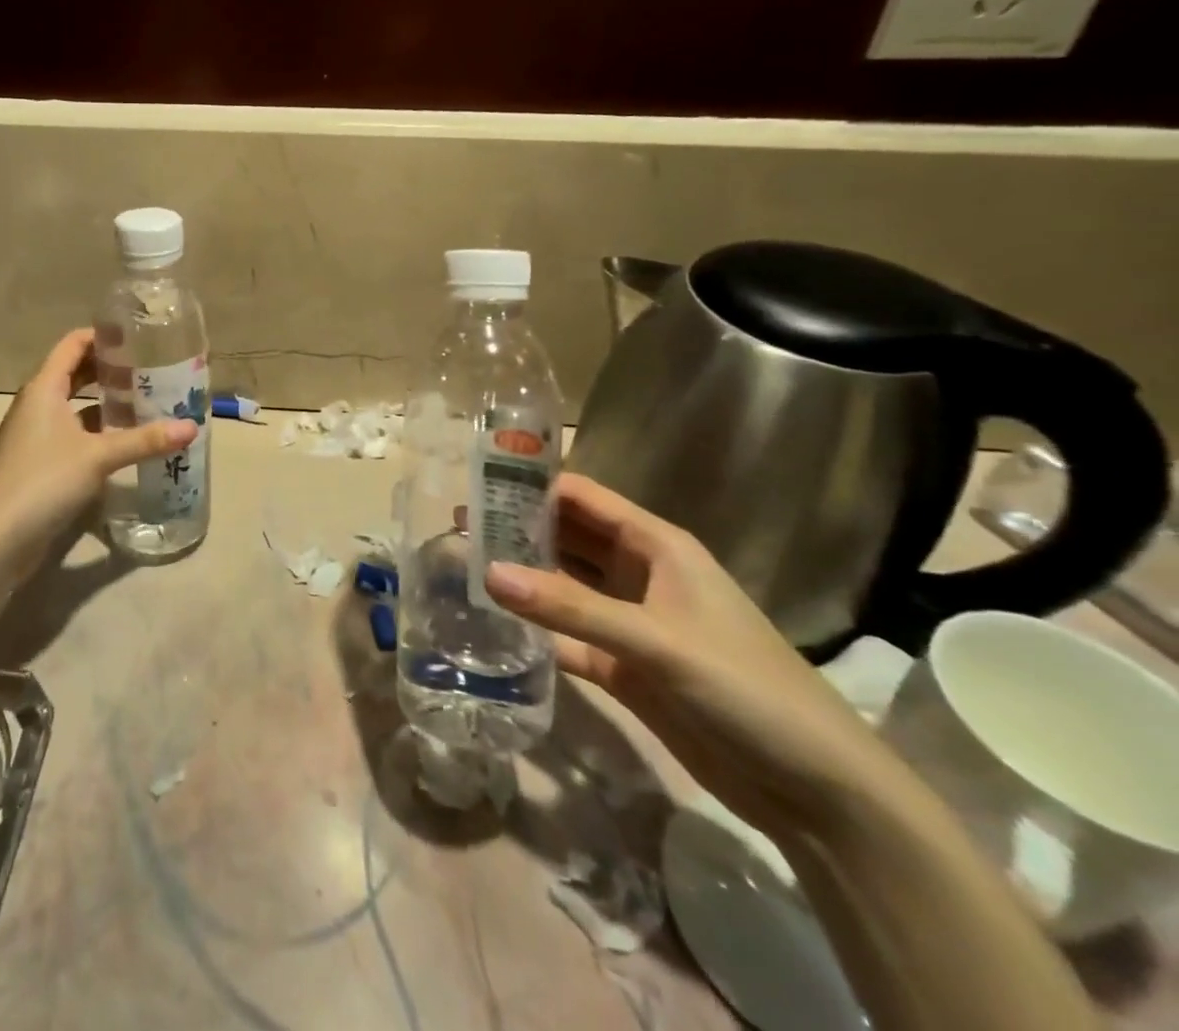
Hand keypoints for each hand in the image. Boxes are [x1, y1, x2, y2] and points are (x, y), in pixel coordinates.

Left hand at [0, 328, 195, 580]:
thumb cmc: (41, 481)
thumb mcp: (97, 456)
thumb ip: (144, 440)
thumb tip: (192, 427)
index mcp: (44, 388)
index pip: (73, 344)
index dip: (103, 336)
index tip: (140, 336)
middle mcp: (38, 406)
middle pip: (76, 374)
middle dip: (112, 370)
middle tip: (152, 369)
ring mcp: (37, 437)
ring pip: (77, 407)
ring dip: (108, 403)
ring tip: (149, 402)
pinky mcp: (42, 465)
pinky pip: (76, 436)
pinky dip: (100, 433)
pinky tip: (128, 442)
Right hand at [485, 474, 894, 838]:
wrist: (815, 790)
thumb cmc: (745, 688)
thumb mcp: (656, 640)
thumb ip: (570, 606)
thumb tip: (486, 571)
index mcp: (656, 546)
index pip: (583, 498)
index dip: (532, 485)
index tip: (475, 482)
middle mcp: (639, 574)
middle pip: (567, 537)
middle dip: (517, 528)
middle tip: (456, 526)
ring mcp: (630, 621)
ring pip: (563, 584)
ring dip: (522, 576)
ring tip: (461, 565)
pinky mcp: (623, 666)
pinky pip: (567, 634)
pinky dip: (535, 629)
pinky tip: (493, 625)